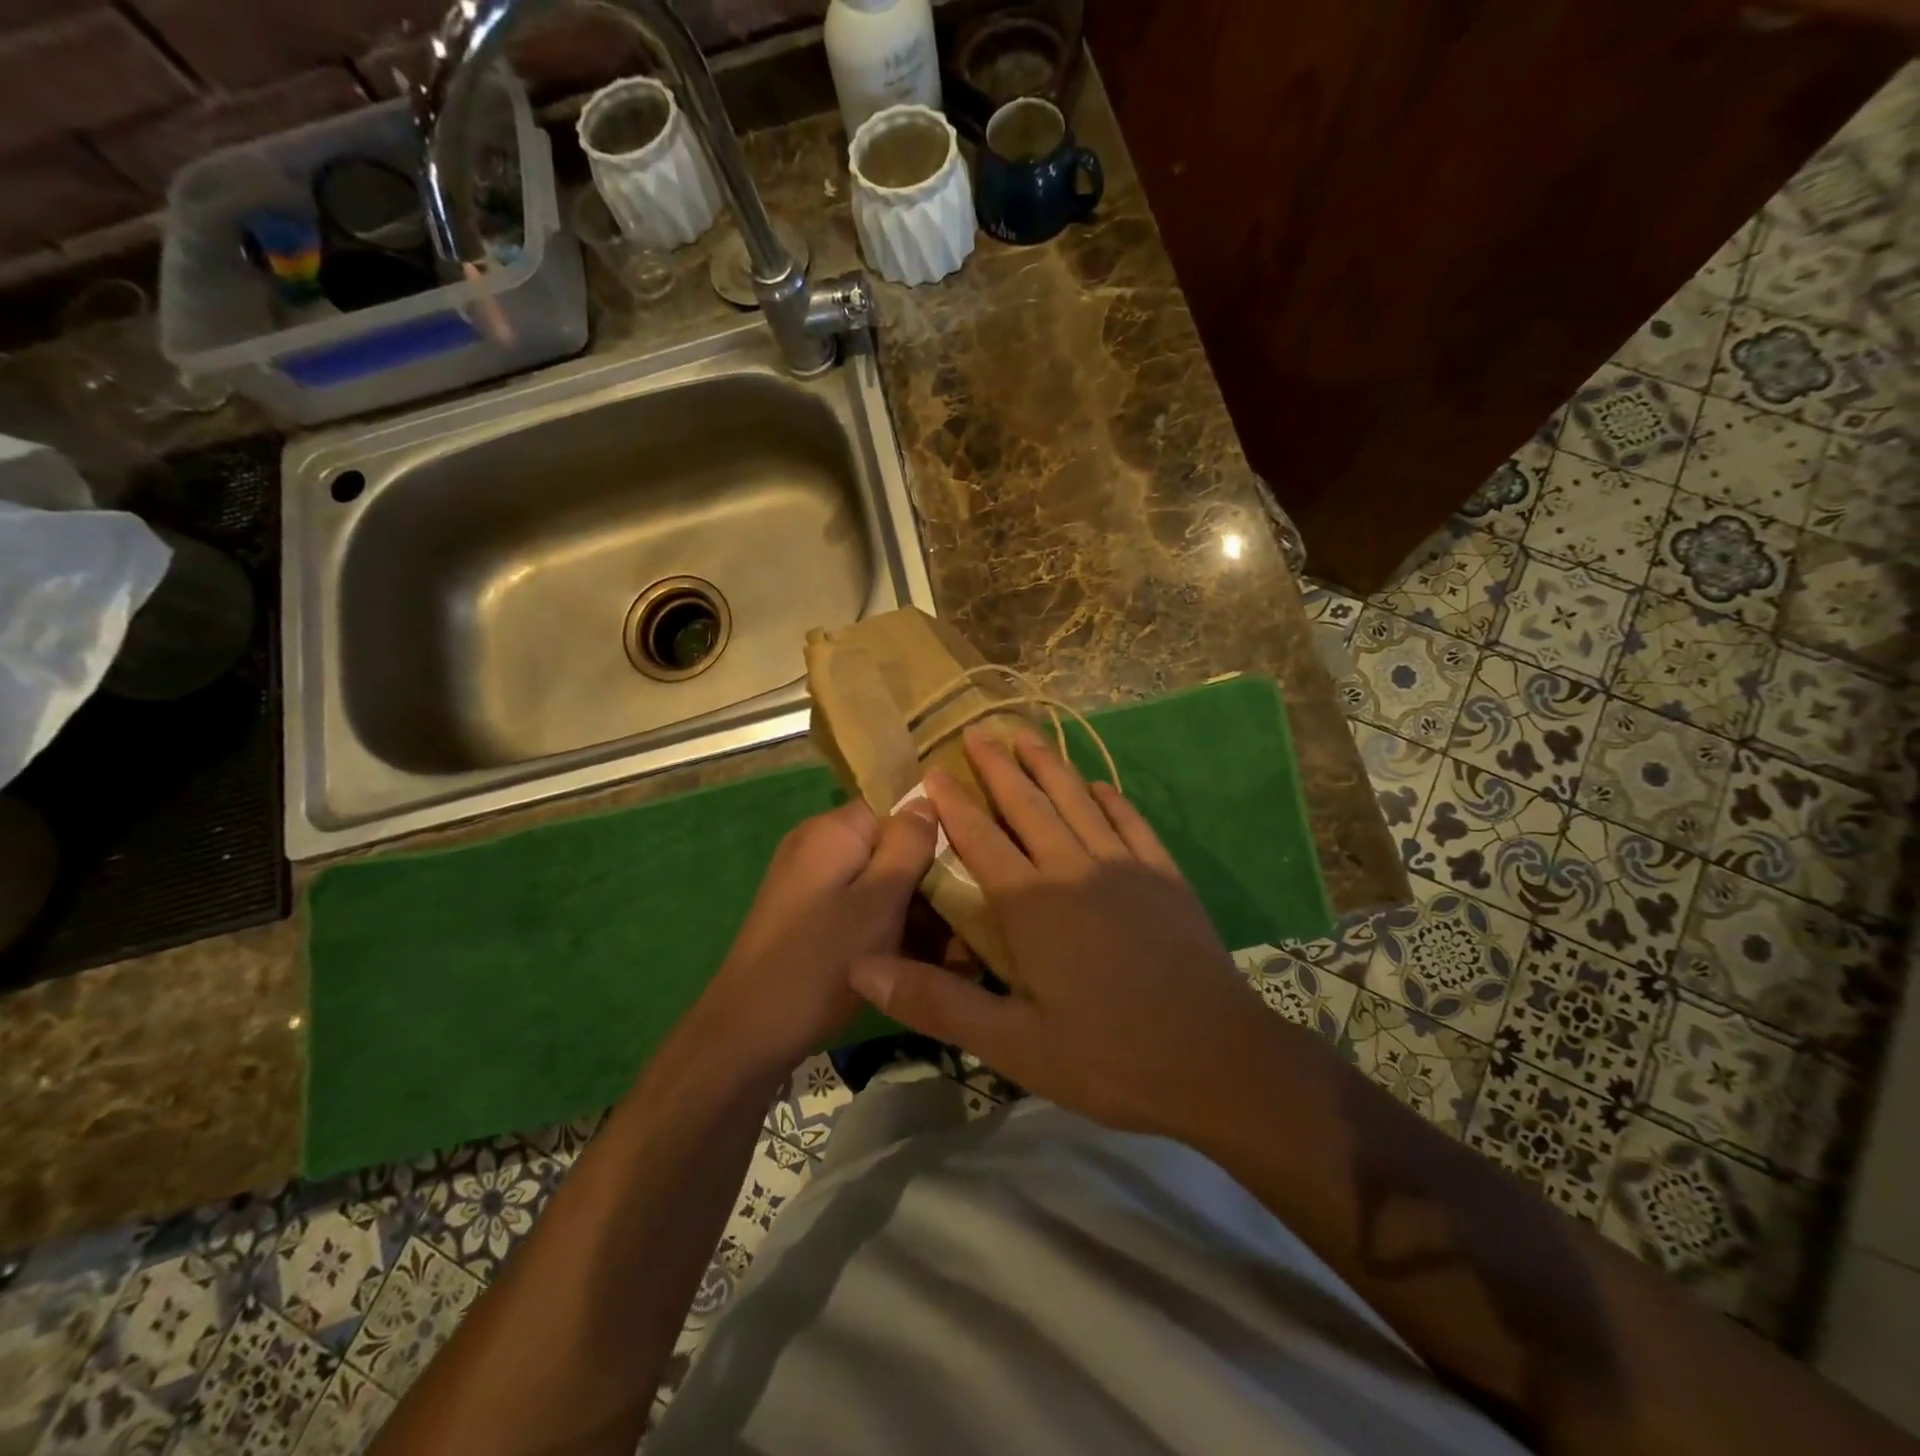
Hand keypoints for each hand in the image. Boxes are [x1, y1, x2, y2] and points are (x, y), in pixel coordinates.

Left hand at [700, 798, 937, 1074]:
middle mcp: (816, 845)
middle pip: (888, 845)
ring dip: (910, 908)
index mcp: (832, 830)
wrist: (747, 1033)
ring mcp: (808, 881)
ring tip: (949, 947)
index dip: (935, 832)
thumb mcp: (879, 901)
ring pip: (876, 880)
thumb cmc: (821, 962)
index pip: (897, 807)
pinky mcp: (806, 915)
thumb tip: (928, 798)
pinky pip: (857, 905)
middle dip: (927, 879)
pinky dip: (884, 925)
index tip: (970, 866)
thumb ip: (908, 845)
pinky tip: (912, 958)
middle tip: (964, 918)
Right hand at [848, 728, 1280, 1139]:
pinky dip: (1110, 799)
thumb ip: (936, 1002)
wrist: (1215, 1060)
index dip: (954, 804)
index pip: (981, 839)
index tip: (934, 771)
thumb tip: (862, 967)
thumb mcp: (1012, 1044)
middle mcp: (1074, 868)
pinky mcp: (1164, 876)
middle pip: (1028, 805)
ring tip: (1027, 736)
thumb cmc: (1107, 1056)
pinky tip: (1099, 786)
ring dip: (1050, 766)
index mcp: (1032, 904)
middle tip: (978, 730)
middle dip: (999, 767)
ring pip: (1078, 801)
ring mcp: (1125, 866)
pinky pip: (1131, 822)